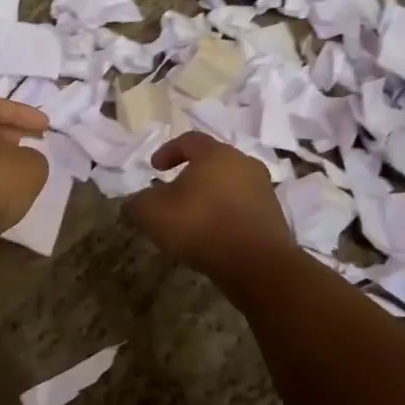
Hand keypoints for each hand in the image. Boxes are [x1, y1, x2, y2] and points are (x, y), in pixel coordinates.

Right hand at [123, 131, 293, 275]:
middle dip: (191, 175)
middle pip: (213, 162)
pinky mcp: (274, 217)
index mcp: (216, 154)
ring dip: (211, 196)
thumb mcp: (153, 214)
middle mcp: (244, 164)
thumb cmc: (201, 225)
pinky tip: (214, 236)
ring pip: (230, 185)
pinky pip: (243, 208)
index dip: (168, 151)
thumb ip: (136, 205)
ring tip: (193, 219)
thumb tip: (130, 205)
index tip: (155, 168)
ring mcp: (263, 190)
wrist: (257, 264)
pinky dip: (226, 215)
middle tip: (173, 194)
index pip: (190, 140)